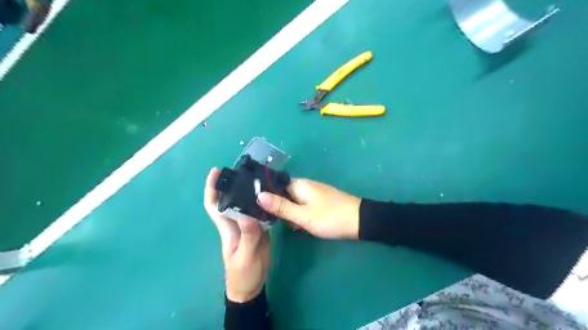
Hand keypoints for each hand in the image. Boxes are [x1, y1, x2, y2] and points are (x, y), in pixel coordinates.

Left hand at [203, 169, 269, 302]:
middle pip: (230, 200)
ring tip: (260, 177)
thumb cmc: (243, 275)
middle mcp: (236, 223)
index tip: (216, 171)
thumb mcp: (245, 257)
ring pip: (246, 204)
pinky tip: (271, 195)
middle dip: (232, 183)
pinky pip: (259, 212)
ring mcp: (248, 226)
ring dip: (249, 191)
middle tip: (245, 168)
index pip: (214, 206)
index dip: (212, 188)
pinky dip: (262, 202)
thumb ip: (248, 237)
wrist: (251, 287)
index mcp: (228, 228)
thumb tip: (248, 216)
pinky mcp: (259, 230)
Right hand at [256, 178, 361, 239]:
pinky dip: (301, 216)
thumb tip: (258, 195)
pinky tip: (305, 226)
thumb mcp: (303, 215)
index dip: (266, 196)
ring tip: (298, 226)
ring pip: (293, 203)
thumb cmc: (330, 217)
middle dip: (281, 210)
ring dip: (292, 215)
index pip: (274, 185)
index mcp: (298, 184)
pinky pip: (303, 207)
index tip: (259, 210)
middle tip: (285, 222)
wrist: (360, 221)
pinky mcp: (319, 202)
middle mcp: (304, 186)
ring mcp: (312, 194)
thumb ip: (280, 206)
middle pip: (283, 195)